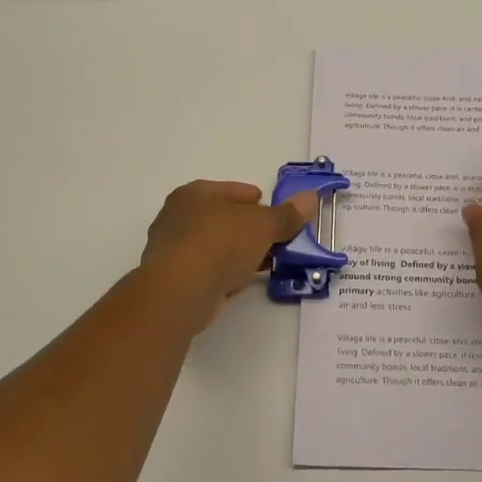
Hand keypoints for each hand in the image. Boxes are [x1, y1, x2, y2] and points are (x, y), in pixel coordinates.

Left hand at [141, 180, 317, 314]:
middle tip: (271, 236)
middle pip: (220, 218)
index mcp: (192, 194)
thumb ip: (286, 214)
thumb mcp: (263, 225)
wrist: (181, 291)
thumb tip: (310, 198)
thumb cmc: (221, 242)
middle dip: (246, 228)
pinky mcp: (173, 281)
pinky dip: (224, 273)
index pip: (227, 190)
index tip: (267, 207)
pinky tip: (242, 281)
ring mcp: (171, 251)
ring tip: (263, 261)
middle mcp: (176, 217)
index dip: (250, 197)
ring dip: (237, 253)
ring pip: (213, 246)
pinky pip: (206, 271)